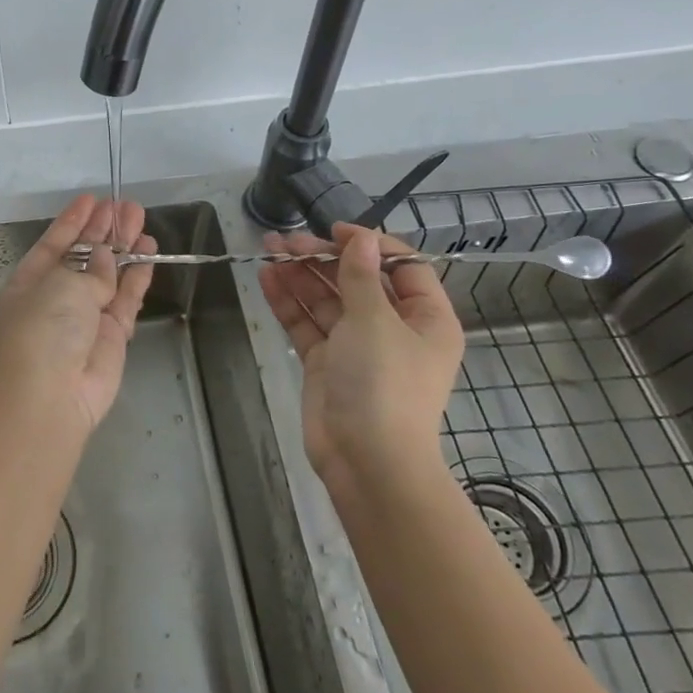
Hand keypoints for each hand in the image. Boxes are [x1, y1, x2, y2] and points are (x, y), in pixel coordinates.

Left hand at [0, 196, 157, 432]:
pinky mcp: (111, 335)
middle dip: (103, 230)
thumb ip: (89, 269)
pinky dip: (137, 277)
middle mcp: (55, 297)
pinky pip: (125, 298)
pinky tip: (148, 254)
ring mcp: (84, 317)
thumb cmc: (43, 330)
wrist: (51, 396)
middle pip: (83, 256)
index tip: (91, 199)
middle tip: (126, 205)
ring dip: (124, 249)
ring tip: (141, 221)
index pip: (53, 243)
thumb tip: (105, 259)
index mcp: (29, 282)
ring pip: (108, 275)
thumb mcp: (61, 287)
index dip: (72, 221)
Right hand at [258, 223, 464, 498]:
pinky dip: (288, 302)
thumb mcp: (375, 321)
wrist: (366, 461)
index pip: (403, 268)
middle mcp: (393, 329)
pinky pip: (307, 324)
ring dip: (300, 274)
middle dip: (323, 258)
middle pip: (358, 281)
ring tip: (268, 249)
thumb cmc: (383, 384)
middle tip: (287, 241)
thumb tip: (361, 238)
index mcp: (425, 319)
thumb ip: (360, 276)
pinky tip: (266, 278)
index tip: (335, 231)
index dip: (370, 245)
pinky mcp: (326, 363)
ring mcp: (357, 347)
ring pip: (327, 300)